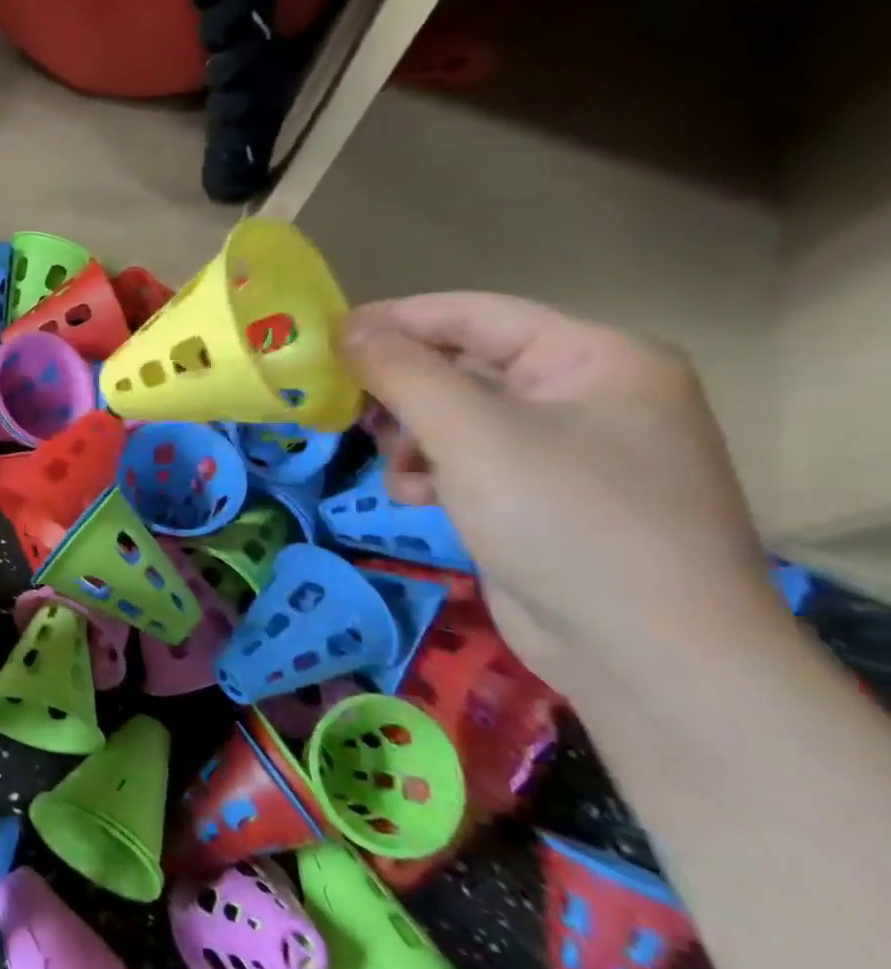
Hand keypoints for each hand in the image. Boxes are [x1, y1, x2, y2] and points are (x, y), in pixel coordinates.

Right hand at [339, 293, 779, 692]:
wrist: (644, 654)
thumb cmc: (563, 517)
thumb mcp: (470, 431)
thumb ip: (402, 371)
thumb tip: (345, 331)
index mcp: (593, 357)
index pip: (474, 314)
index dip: (395, 320)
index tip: (325, 337)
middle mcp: (586, 395)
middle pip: (463, 367)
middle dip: (402, 392)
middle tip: (346, 410)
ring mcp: (568, 451)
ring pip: (458, 418)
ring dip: (412, 439)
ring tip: (394, 469)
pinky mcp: (543, 500)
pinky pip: (471, 463)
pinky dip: (434, 473)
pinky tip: (416, 499)